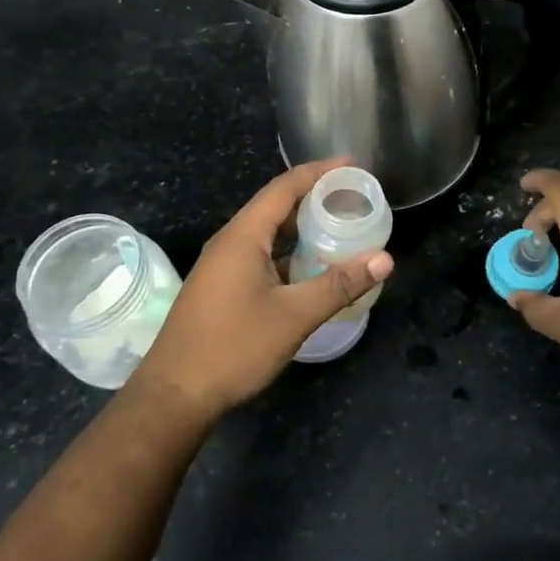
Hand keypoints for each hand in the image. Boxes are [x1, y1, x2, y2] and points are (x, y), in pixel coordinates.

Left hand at [132, 158, 392, 422]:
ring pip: (268, 232)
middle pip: (276, 205)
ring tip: (339, 224)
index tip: (353, 165)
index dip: (319, 172)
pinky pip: (261, 254)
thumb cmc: (233, 348)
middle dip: (314, 196)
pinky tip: (311, 265)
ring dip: (301, 225)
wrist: (175, 395)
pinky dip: (289, 250)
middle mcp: (230, 242)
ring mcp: (222, 265)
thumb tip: (384, 259)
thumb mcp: (293, 316)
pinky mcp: (222, 287)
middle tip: (353, 195)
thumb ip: (339, 285)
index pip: (284, 187)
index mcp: (243, 236)